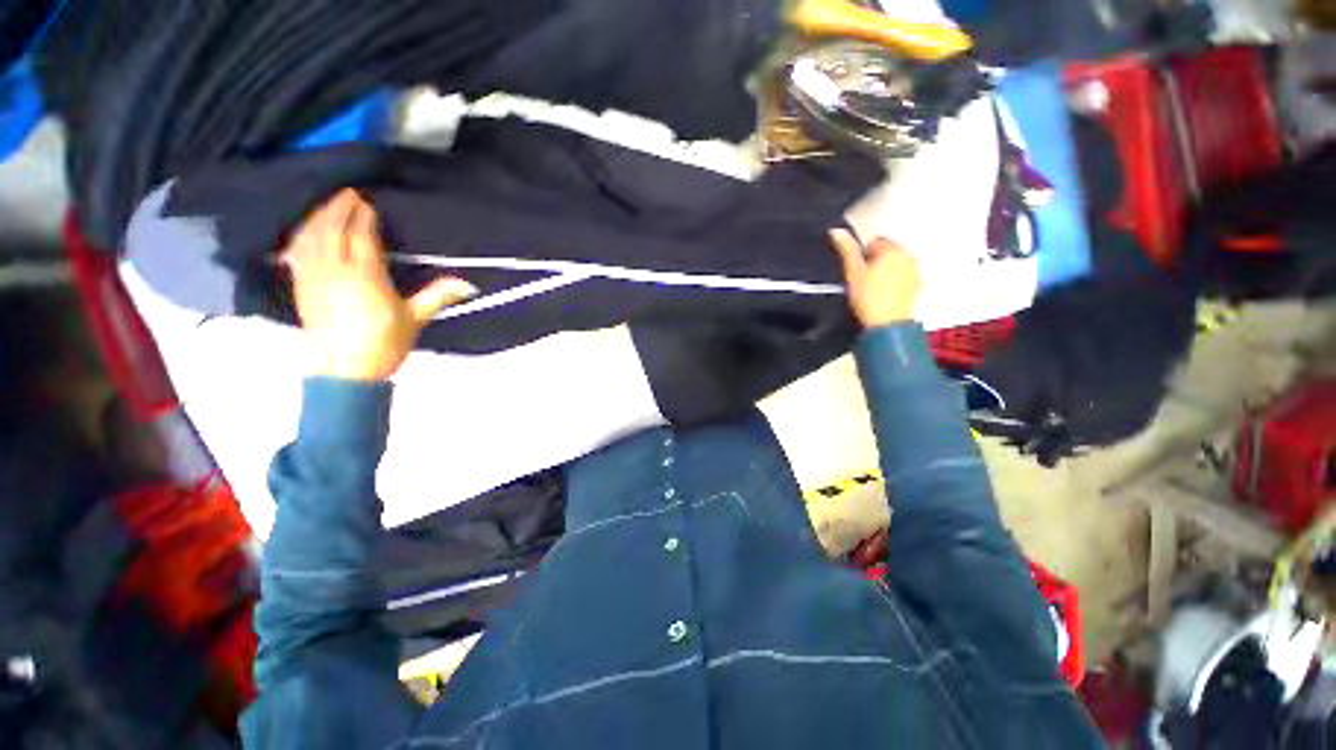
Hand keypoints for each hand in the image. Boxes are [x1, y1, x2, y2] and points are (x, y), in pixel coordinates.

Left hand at [282, 189, 476, 381]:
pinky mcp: (300, 286)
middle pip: (331, 229)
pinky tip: (305, 230)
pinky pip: (296, 251)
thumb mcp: (415, 319)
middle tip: (349, 193)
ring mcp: (313, 276)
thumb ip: (438, 296)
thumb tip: (469, 284)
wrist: (344, 372)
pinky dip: (300, 234)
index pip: (361, 236)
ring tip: (328, 205)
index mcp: (365, 276)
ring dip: (318, 216)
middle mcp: (335, 270)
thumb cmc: (383, 344)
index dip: (363, 216)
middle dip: (338, 208)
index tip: (368, 202)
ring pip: (310, 236)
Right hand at [830, 229, 921, 327]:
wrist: (888, 324)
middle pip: (887, 251)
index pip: (874, 241)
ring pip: (895, 263)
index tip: (856, 271)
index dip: (861, 255)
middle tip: (862, 280)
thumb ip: (847, 250)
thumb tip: (837, 230)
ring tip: (872, 288)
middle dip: (875, 261)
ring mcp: (915, 270)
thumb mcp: (853, 272)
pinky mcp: (917, 285)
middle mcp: (909, 255)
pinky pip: (903, 275)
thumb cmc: (868, 296)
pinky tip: (884, 294)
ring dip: (885, 270)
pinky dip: (894, 281)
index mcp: (893, 249)